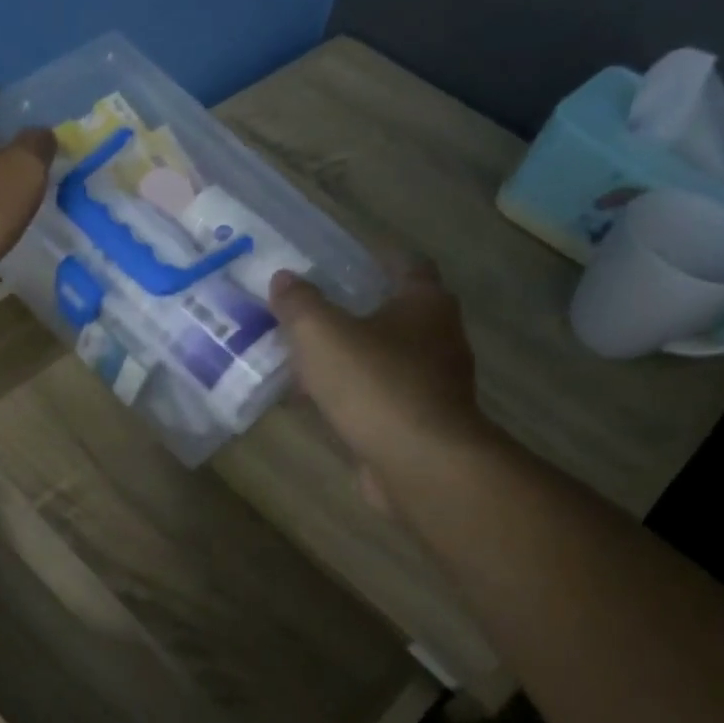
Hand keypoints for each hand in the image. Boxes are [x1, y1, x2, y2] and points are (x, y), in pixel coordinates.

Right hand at [269, 261, 489, 514]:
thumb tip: (284, 279)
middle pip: (396, 314)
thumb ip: (299, 303)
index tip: (344, 260)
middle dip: (357, 311)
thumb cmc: (375, 383)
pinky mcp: (421, 423)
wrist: (419, 463)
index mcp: (425, 304)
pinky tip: (319, 402)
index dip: (378, 258)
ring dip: (352, 357)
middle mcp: (439, 338)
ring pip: (386, 359)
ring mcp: (434, 384)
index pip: (408, 265)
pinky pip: (380, 397)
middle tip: (312, 310)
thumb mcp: (321, 333)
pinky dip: (353, 395)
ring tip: (306, 358)